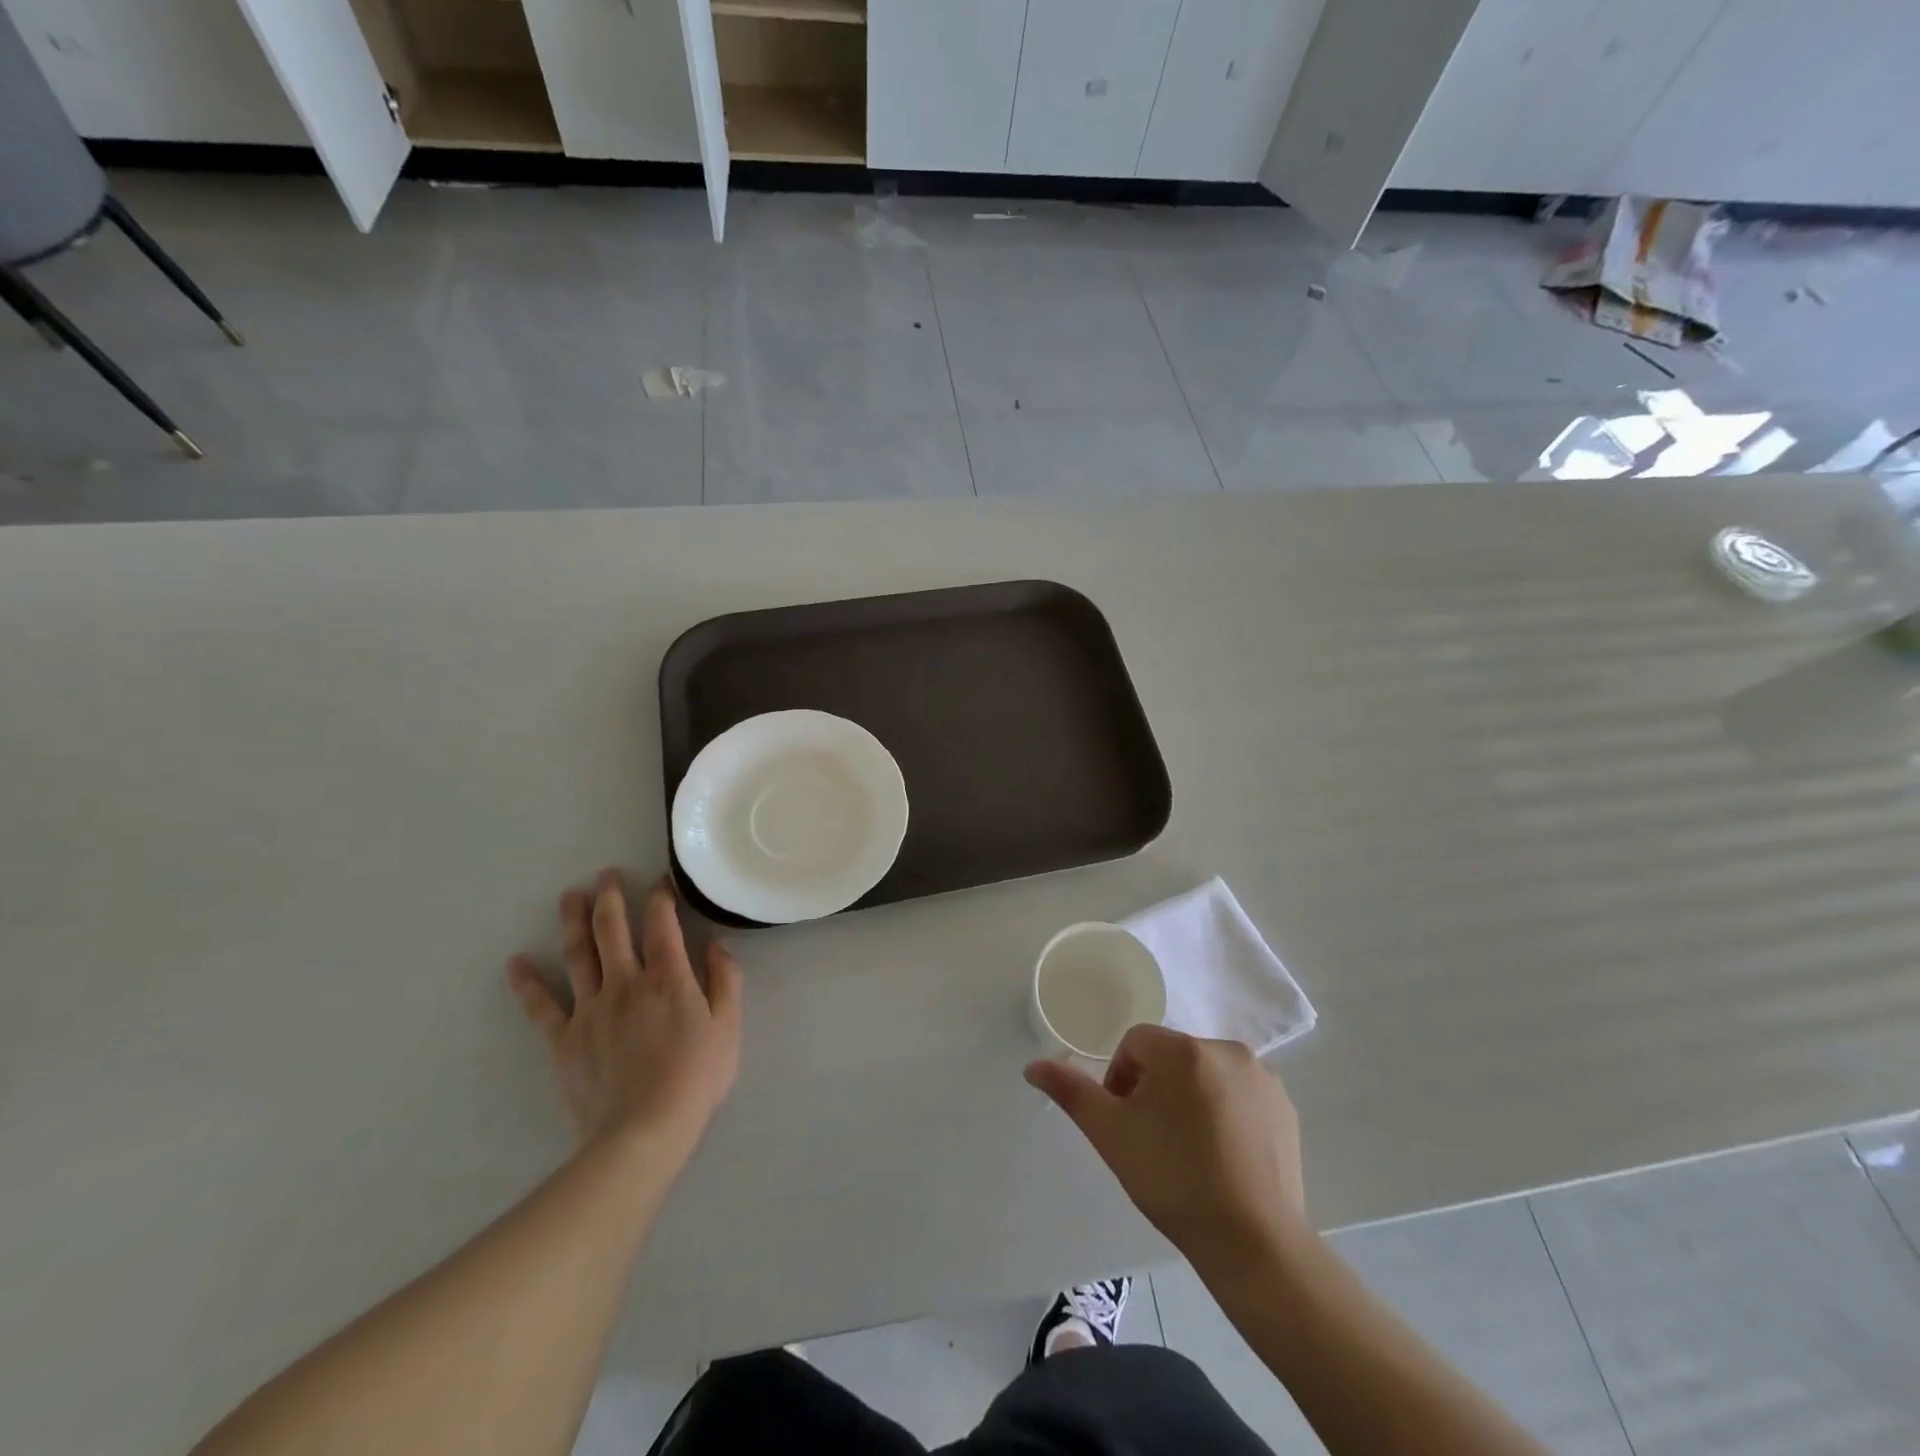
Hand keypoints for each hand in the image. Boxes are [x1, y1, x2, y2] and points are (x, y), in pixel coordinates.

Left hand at [508, 870, 741, 1159]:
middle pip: (612, 930)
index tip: (658, 882)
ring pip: (577, 955)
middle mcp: (625, 982)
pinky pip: (541, 1006)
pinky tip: (514, 962)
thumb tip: (715, 945)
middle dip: (610, 897)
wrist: (643, 1131)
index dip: (660, 898)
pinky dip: (526, 983)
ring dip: (572, 922)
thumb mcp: (728, 1026)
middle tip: (606, 875)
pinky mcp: (564, 1039)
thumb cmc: (695, 1077)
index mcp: (668, 977)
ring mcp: (590, 1009)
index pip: (662, 924)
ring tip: (568, 896)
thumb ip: (724, 980)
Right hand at [1026, 1025, 1309, 1275]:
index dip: (1122, 1081)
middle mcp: (1226, 1049)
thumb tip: (1033, 1065)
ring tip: (1190, 1151)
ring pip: (1206, 1074)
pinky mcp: (1285, 1108)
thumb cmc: (1172, 1179)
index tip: (1127, 1124)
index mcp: (1183, 1050)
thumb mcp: (1110, 1134)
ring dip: (1190, 1098)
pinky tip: (1224, 1156)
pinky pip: (1240, 1094)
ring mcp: (1262, 1078)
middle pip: (1172, 1057)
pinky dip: (1226, 1113)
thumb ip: (1071, 1092)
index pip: (1135, 1044)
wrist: (1253, 1242)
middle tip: (1154, 1140)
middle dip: (1156, 1089)